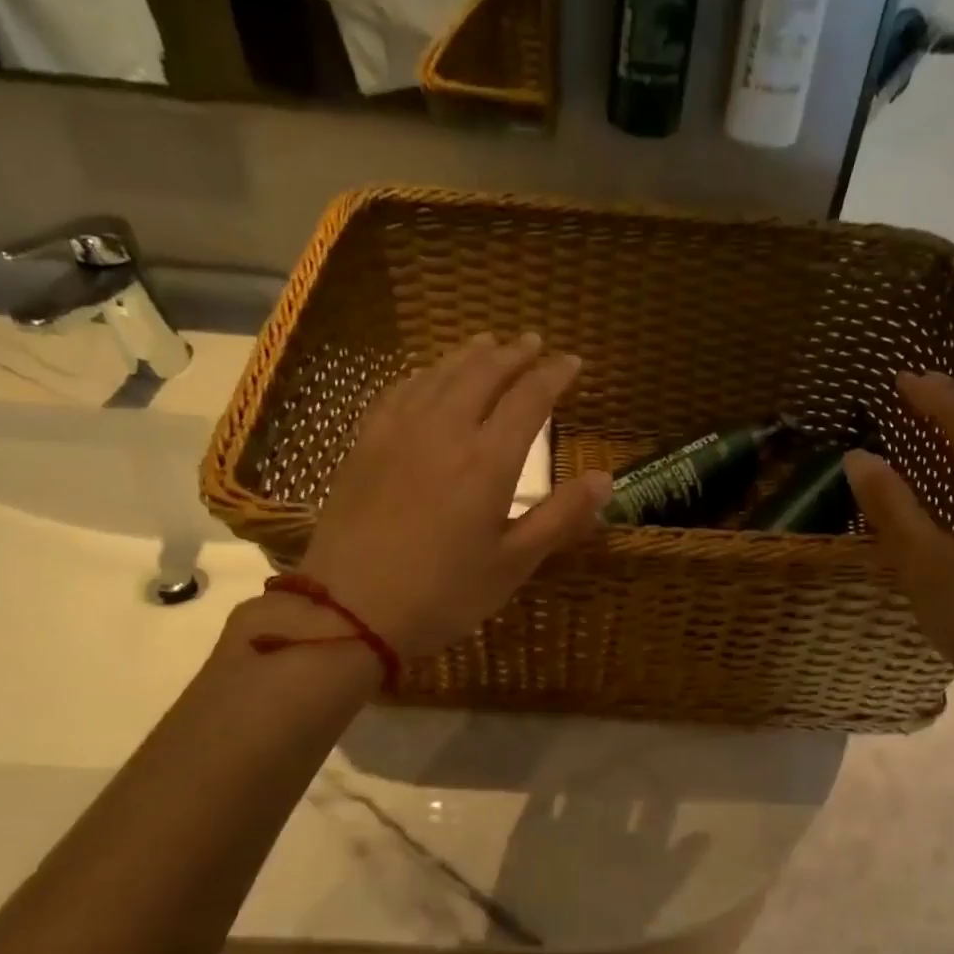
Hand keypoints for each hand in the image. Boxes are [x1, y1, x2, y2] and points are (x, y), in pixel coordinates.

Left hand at [294, 332, 612, 656]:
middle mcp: (444, 431)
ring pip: (439, 375)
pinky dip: (423, 374)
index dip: (554, 375)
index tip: (573, 362)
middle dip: (513, 353)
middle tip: (534, 342)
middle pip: (483, 374)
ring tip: (488, 342)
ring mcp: (398, 433)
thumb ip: (560, 517)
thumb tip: (604, 479)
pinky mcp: (365, 445)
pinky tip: (427, 376)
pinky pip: (399, 392)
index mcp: (487, 461)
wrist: (349, 611)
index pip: (529, 399)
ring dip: (469, 355)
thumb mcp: (513, 564)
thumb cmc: (443, 595)